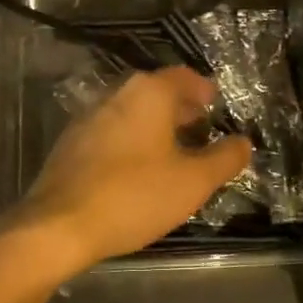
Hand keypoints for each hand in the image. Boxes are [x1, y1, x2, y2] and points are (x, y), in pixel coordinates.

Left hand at [6, 67, 251, 277]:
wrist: (59, 225)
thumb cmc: (134, 196)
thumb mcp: (193, 182)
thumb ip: (224, 158)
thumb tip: (244, 142)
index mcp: (149, 93)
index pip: (184, 77)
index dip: (205, 90)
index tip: (217, 106)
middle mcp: (117, 93)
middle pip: (157, 92)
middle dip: (182, 109)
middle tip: (202, 130)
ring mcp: (89, 115)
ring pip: (133, 111)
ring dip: (156, 126)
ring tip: (174, 152)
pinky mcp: (72, 142)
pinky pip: (112, 130)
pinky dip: (132, 140)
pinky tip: (138, 169)